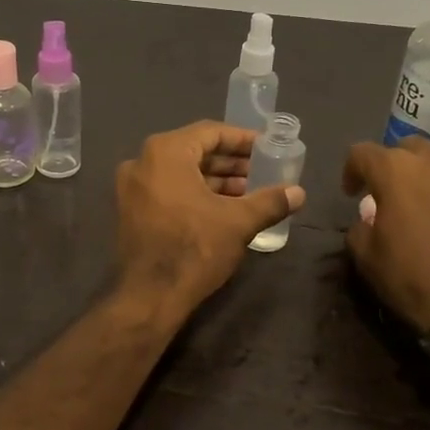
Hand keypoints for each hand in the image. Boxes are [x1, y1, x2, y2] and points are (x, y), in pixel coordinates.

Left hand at [116, 121, 305, 314]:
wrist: (150, 297)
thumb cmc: (195, 249)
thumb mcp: (238, 222)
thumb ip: (270, 201)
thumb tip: (298, 193)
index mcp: (165, 152)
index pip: (210, 132)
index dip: (242, 140)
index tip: (267, 148)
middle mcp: (142, 162)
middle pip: (194, 151)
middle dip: (229, 162)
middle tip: (261, 172)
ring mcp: (132, 188)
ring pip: (180, 173)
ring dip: (214, 180)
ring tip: (248, 193)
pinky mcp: (131, 211)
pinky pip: (167, 190)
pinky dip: (194, 194)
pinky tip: (222, 209)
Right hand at [342, 137, 429, 337]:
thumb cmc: (413, 278)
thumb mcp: (366, 258)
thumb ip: (361, 227)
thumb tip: (370, 217)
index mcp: (396, 171)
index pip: (363, 153)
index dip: (353, 170)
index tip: (354, 193)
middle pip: (410, 148)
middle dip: (398, 167)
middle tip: (397, 195)